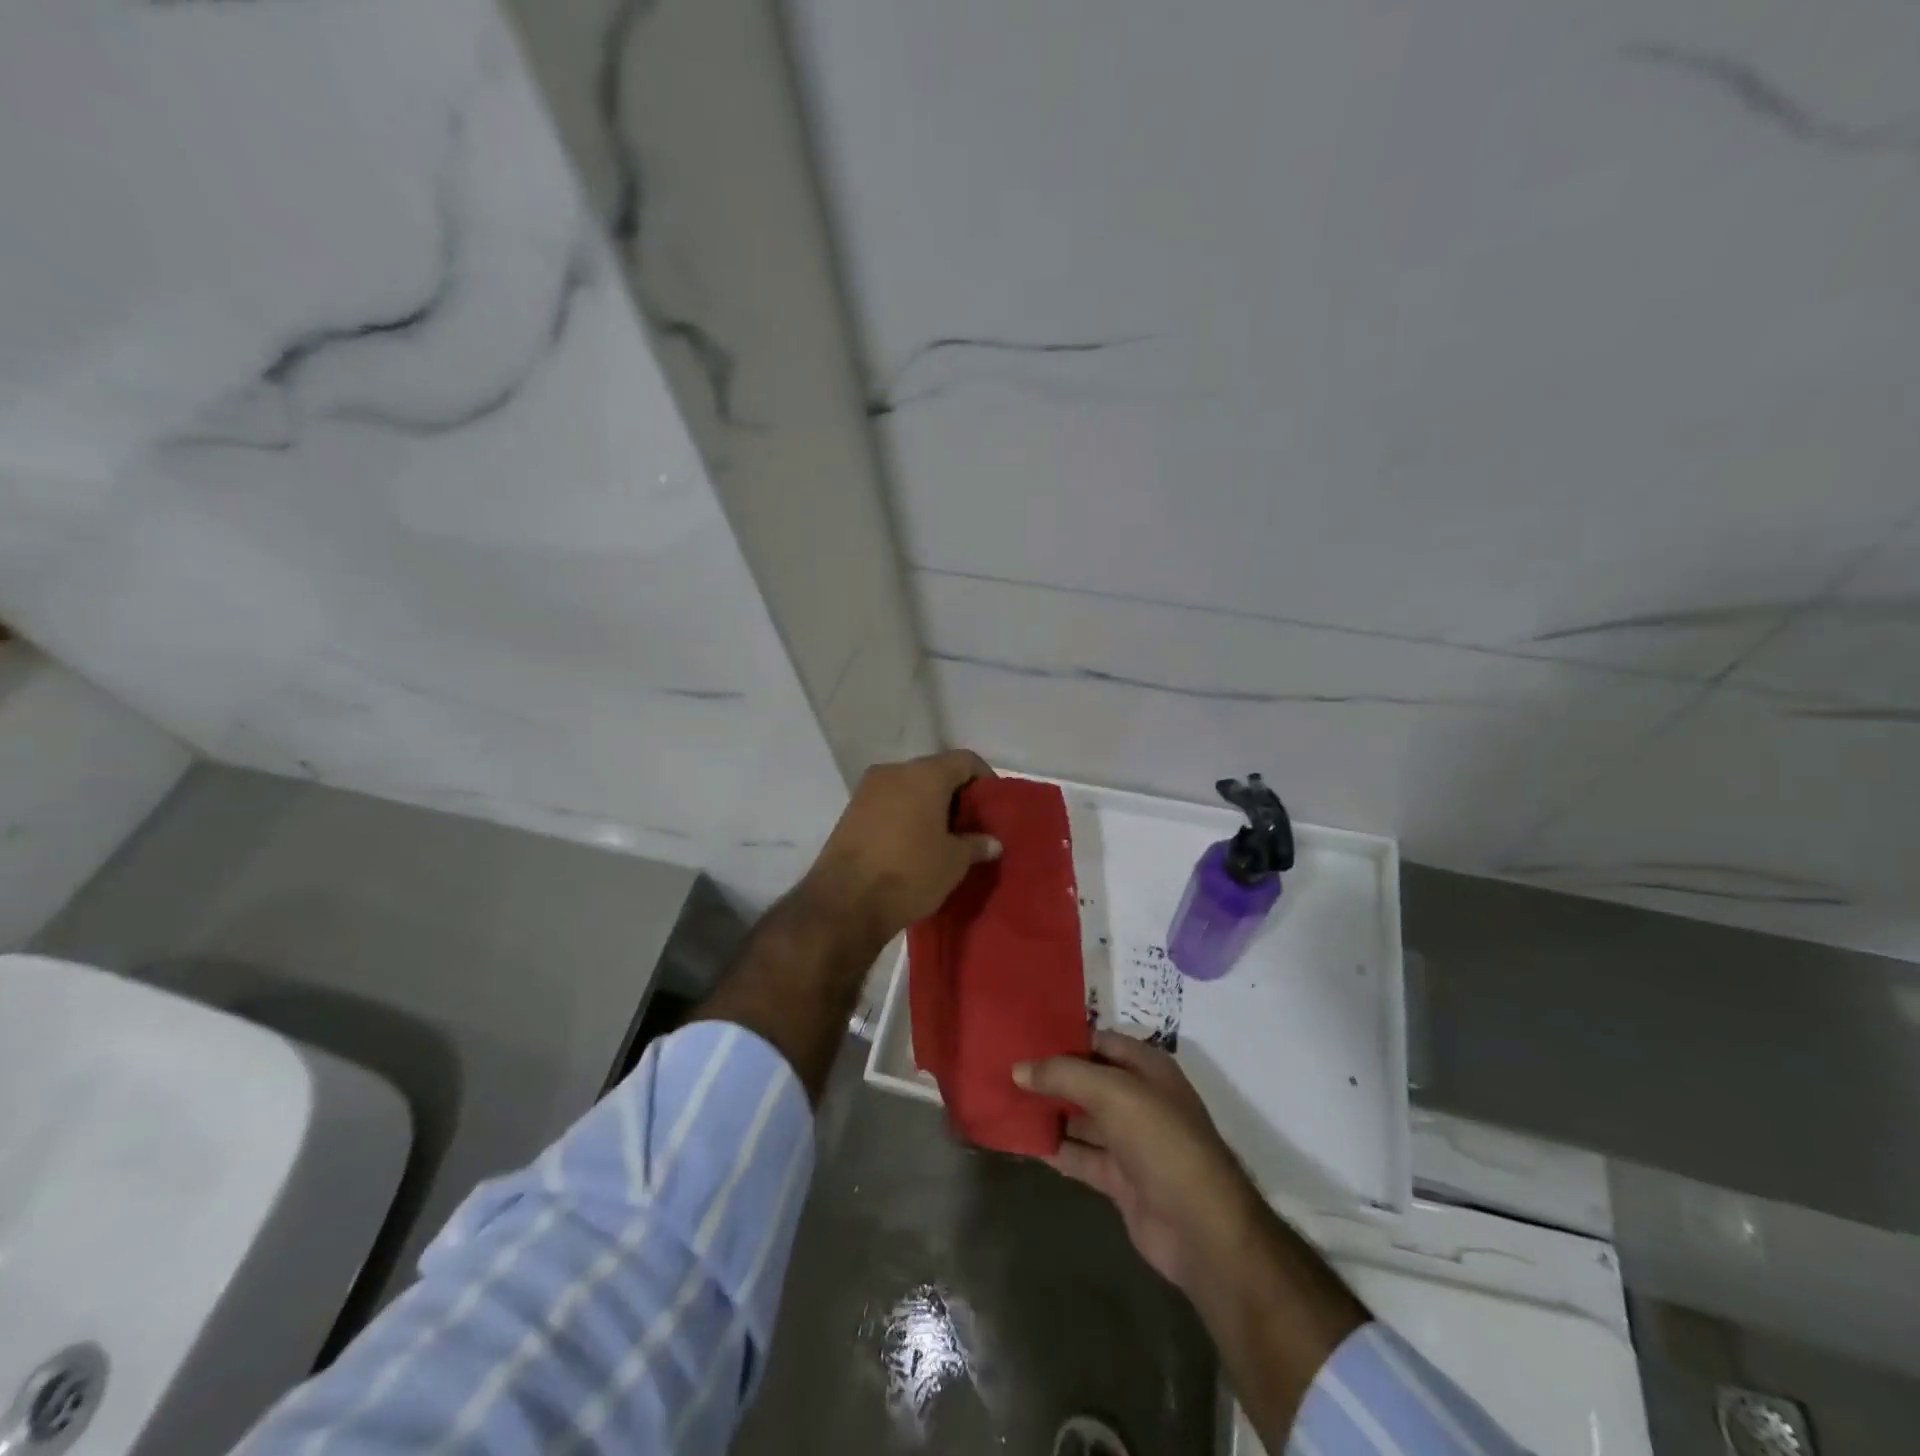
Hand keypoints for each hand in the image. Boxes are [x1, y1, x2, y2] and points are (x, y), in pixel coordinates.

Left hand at [799, 750, 1001, 950]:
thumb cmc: (909, 873)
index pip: (965, 761)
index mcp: (924, 775)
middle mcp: (894, 772)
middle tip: (971, 824)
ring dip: (928, 806)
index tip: (993, 806)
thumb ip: (976, 844)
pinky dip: (906, 816)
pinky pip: (889, 804)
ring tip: (944, 837)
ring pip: (909, 788)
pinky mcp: (850, 811)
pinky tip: (914, 844)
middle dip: (956, 795)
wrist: (844, 902)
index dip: (984, 779)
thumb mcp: (953, 862)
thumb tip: (992, 842)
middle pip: (935, 772)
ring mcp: (867, 790)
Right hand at [1015, 1031, 1262, 1293]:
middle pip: (1087, 1079)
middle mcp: (1139, 1099)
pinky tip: (1023, 1142)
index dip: (1063, 1038)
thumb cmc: (1161, 1141)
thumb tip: (1018, 1068)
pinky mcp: (1120, 1179)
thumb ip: (1064, 1075)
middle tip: (1004, 1069)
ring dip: (1049, 1113)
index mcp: (1146, 1068)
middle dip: (1050, 1076)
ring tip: (1005, 1101)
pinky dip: (1055, 1149)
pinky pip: (1080, 1155)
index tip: (1021, 1037)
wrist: (1201, 1228)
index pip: (1098, 1041)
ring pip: (1081, 1118)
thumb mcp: (1112, 1093)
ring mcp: (1130, 1141)